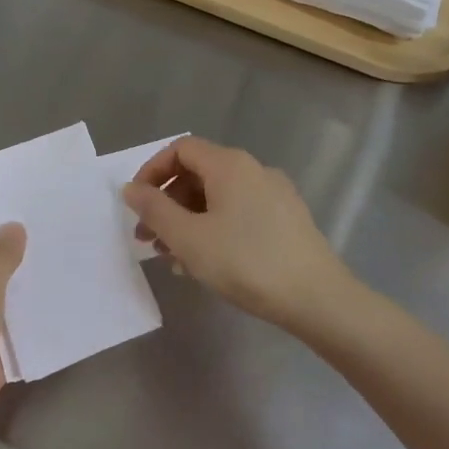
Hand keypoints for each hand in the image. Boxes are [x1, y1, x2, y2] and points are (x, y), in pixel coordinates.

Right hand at [122, 137, 351, 331]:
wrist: (318, 299)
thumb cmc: (245, 262)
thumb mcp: (188, 238)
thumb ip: (154, 209)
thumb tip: (131, 188)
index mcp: (229, 165)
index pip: (180, 149)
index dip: (152, 171)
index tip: (137, 205)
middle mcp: (254, 170)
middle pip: (198, 173)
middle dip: (167, 203)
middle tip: (149, 239)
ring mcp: (275, 194)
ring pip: (218, 197)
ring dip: (188, 220)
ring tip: (174, 258)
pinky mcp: (287, 219)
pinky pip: (239, 212)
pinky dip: (214, 228)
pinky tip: (207, 263)